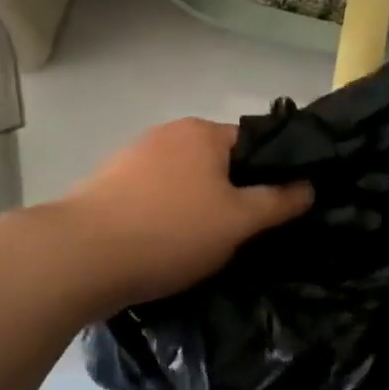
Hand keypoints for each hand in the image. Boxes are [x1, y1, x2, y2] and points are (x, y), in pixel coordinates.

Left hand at [60, 118, 310, 310]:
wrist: (80, 256)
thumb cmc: (170, 231)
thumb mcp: (238, 221)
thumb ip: (278, 201)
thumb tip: (308, 186)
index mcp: (201, 132)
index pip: (252, 144)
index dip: (269, 174)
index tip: (276, 210)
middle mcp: (167, 134)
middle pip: (216, 162)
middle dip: (231, 194)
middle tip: (242, 234)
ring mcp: (132, 157)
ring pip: (183, 181)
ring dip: (196, 207)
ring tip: (202, 247)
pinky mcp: (107, 185)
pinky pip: (152, 197)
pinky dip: (164, 216)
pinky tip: (163, 246)